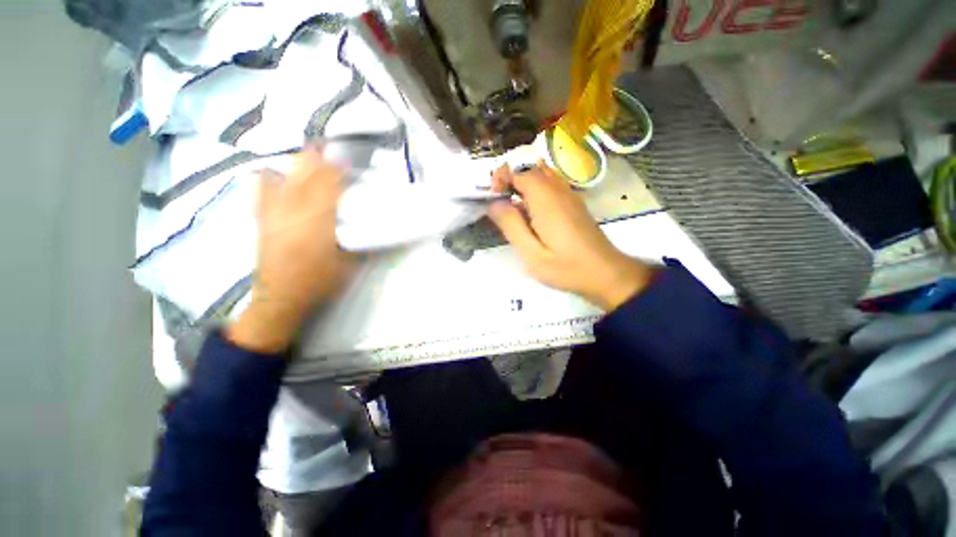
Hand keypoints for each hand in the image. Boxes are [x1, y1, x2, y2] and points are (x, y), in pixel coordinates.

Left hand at [226, 149, 352, 353]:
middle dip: (317, 159)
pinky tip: (271, 172)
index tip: (348, 160)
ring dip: (298, 165)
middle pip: (304, 175)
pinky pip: (260, 192)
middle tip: (330, 149)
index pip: (327, 185)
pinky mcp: (261, 220)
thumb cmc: (320, 282)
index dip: (337, 170)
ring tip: (309, 156)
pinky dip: (267, 179)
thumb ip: (362, 242)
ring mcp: (273, 213)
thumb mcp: (350, 264)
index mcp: (317, 221)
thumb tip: (377, 226)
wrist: (281, 299)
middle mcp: (292, 210)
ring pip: (284, 178)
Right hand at [488, 162, 652, 310]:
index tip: (491, 198)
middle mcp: (558, 189)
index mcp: (545, 198)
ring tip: (513, 207)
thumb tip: (493, 203)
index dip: (500, 177)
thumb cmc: (566, 267)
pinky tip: (532, 213)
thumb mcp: (531, 253)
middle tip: (499, 202)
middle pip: (529, 167)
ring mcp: (568, 194)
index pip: (518, 170)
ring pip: (541, 173)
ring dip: (522, 182)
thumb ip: (511, 225)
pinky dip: (535, 189)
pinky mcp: (574, 202)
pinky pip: (550, 184)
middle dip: (509, 178)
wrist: (606, 273)